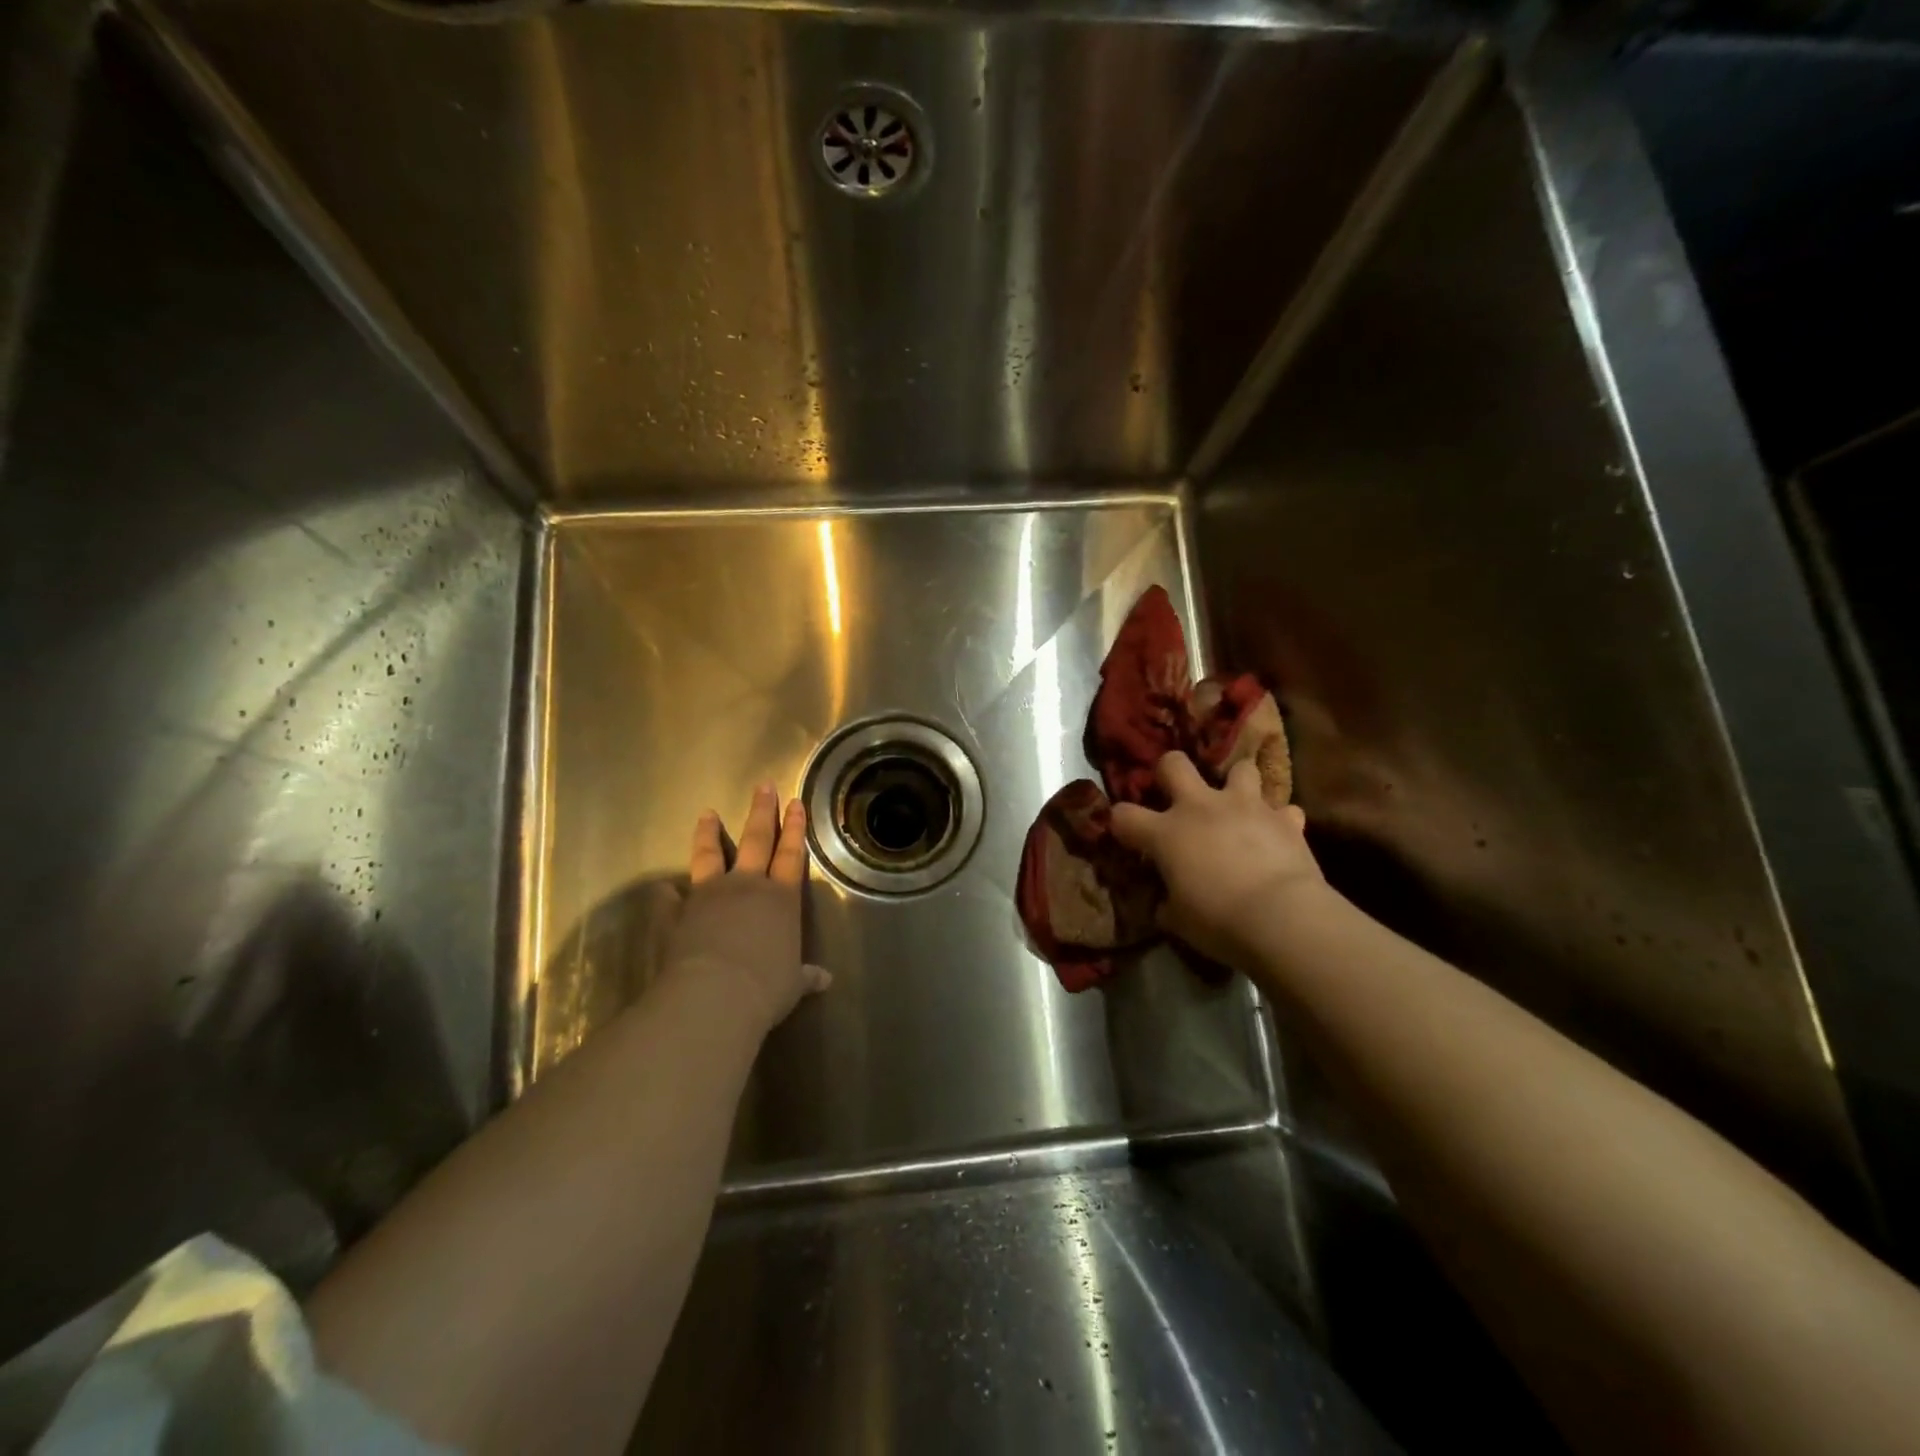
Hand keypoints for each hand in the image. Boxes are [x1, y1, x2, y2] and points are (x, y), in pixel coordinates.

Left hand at [667, 784, 830, 1032]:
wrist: (715, 996)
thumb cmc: (766, 988)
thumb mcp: (793, 984)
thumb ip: (805, 976)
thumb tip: (825, 979)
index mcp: (781, 899)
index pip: (792, 855)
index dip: (795, 829)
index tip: (795, 802)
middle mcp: (747, 887)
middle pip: (757, 840)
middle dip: (762, 811)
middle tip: (763, 785)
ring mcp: (710, 896)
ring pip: (710, 855)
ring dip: (709, 834)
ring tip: (707, 813)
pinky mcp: (678, 914)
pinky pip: (669, 899)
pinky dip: (666, 893)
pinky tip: (663, 888)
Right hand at [1109, 751, 1325, 967]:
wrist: (1281, 918)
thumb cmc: (1218, 921)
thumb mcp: (1179, 921)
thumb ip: (1167, 904)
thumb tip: (1164, 904)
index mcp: (1166, 833)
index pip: (1124, 815)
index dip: (1120, 822)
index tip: (1126, 834)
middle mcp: (1201, 807)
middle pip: (1174, 764)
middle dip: (1171, 771)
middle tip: (1177, 791)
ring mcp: (1245, 806)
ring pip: (1240, 768)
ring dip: (1237, 783)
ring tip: (1238, 804)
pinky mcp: (1284, 819)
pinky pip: (1284, 810)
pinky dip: (1280, 821)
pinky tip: (1280, 835)